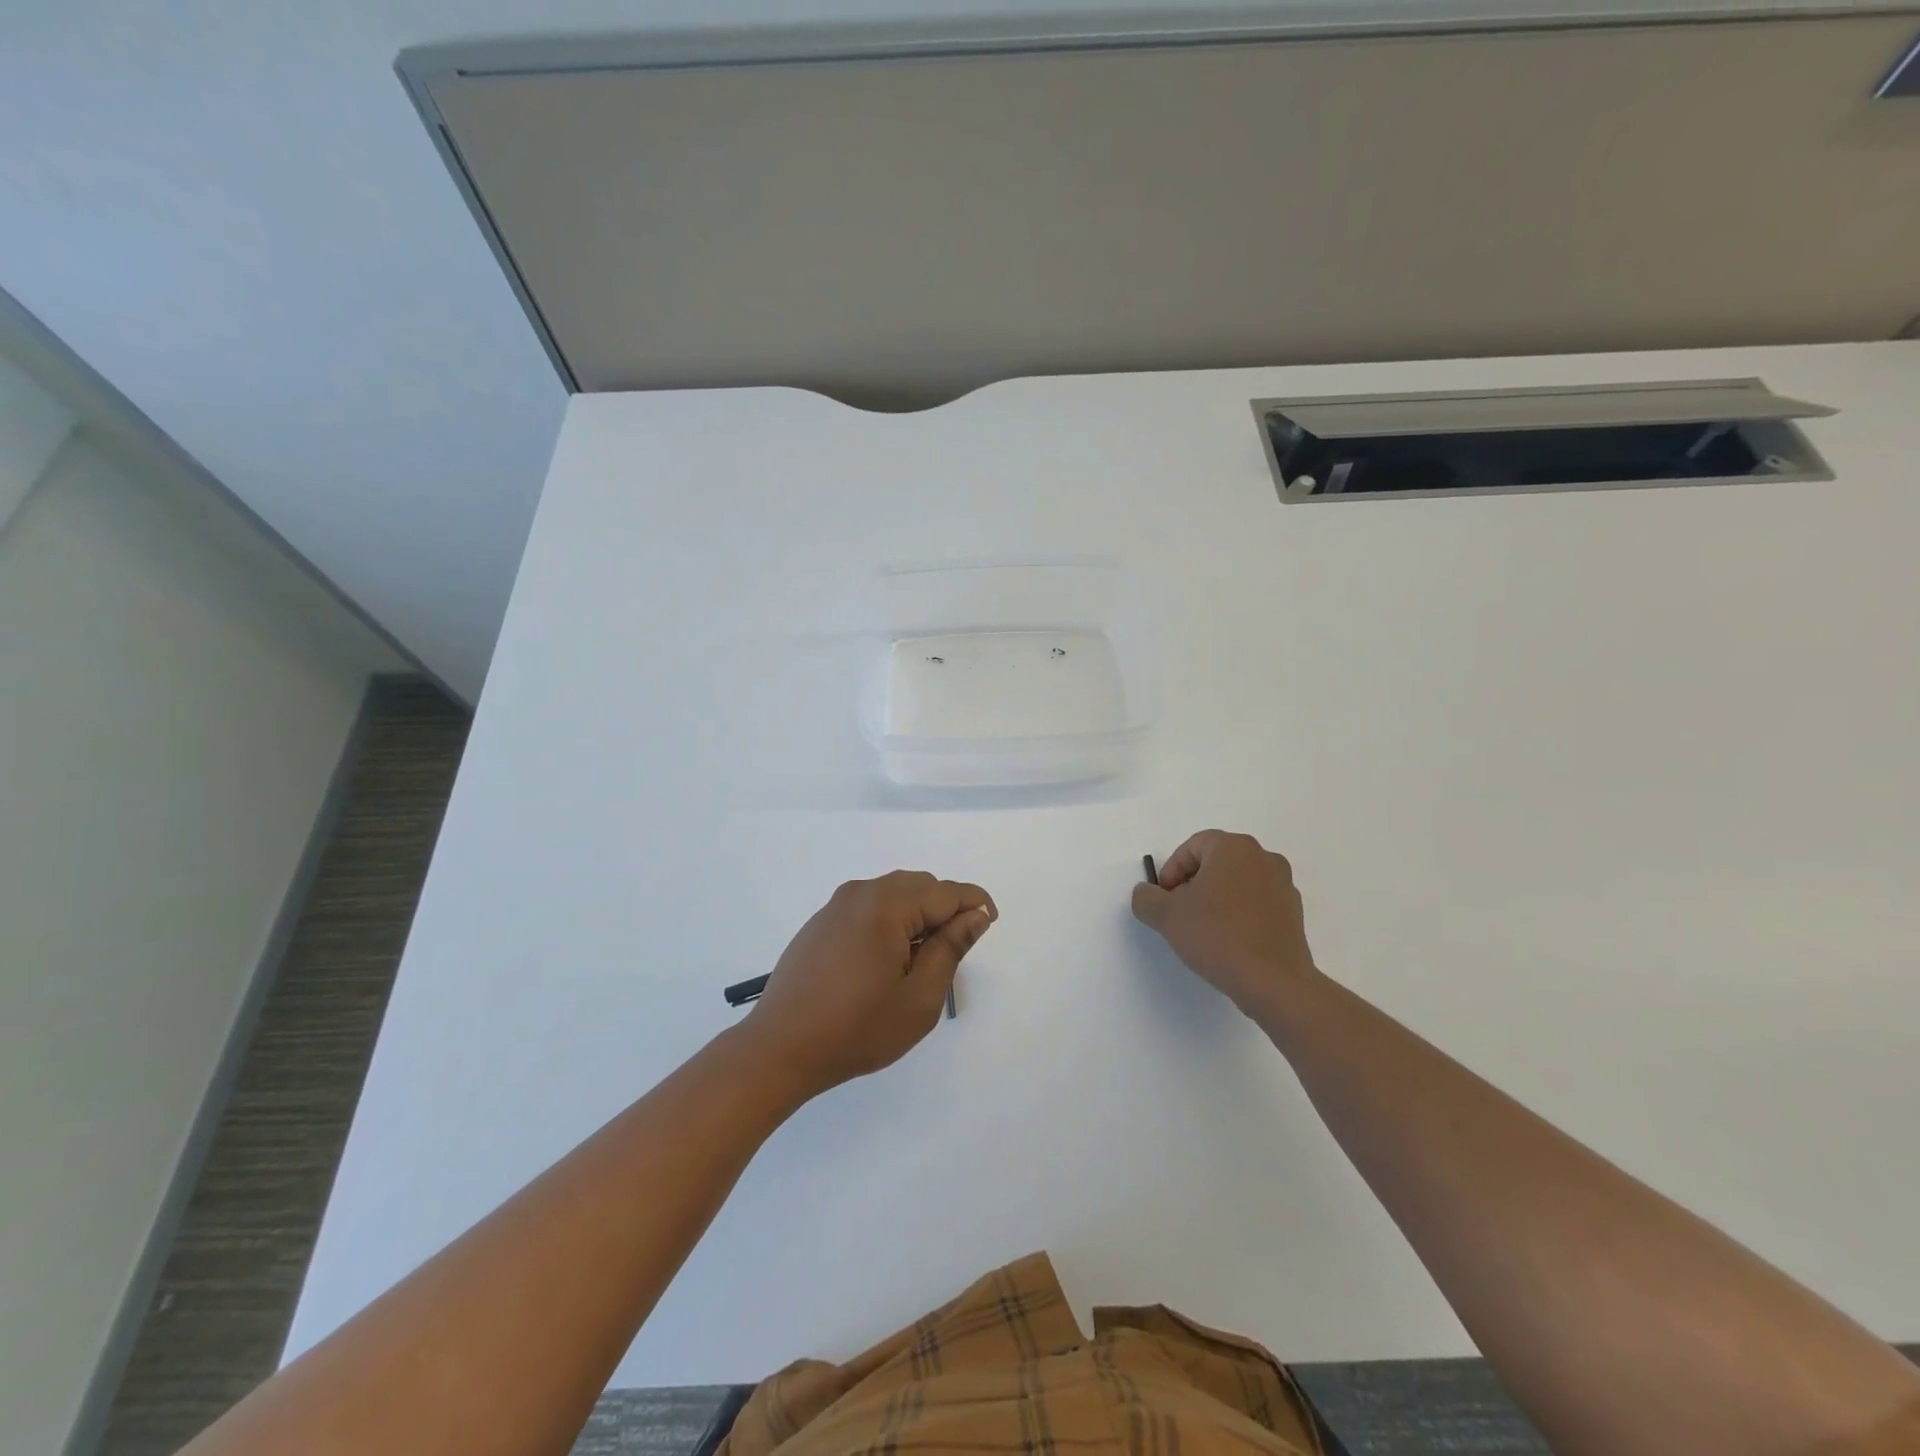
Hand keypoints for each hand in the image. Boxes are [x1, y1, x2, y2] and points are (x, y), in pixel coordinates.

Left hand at [740, 871, 995, 1098]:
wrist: (779, 1049)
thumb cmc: (856, 1029)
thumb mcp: (919, 998)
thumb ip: (950, 949)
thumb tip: (975, 915)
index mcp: (886, 905)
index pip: (945, 892)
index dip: (974, 904)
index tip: (991, 924)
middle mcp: (860, 893)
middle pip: (919, 886)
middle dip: (945, 909)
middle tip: (955, 951)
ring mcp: (836, 906)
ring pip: (894, 894)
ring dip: (918, 915)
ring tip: (923, 959)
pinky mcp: (822, 922)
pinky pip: (869, 906)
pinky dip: (891, 921)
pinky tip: (888, 959)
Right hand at [1131, 830, 1317, 1016]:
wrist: (1273, 981)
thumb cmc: (1216, 936)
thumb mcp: (1165, 916)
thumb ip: (1146, 897)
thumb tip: (1147, 893)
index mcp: (1234, 847)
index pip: (1192, 847)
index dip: (1172, 871)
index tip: (1165, 900)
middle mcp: (1263, 858)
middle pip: (1216, 863)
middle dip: (1193, 884)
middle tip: (1179, 913)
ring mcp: (1283, 885)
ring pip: (1237, 883)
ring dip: (1216, 900)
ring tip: (1203, 931)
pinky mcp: (1294, 913)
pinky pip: (1256, 903)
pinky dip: (1239, 914)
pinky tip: (1228, 942)